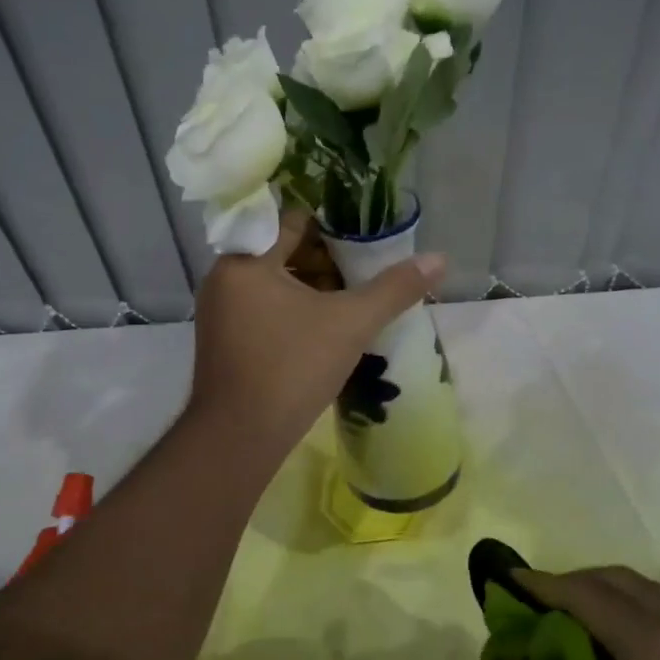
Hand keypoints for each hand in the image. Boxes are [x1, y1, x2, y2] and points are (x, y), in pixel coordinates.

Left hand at [187, 209, 444, 456]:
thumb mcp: (351, 323)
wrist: (240, 438)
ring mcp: (219, 311)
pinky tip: (324, 328)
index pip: (292, 221)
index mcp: (245, 260)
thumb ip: (395, 288)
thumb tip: (439, 258)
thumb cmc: (292, 368)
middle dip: (325, 261)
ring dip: (311, 287)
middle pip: (282, 251)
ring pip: (273, 282)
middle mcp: (224, 277)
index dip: (333, 226)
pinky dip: (292, 310)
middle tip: (365, 272)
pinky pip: (262, 308)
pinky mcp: (223, 340)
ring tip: (352, 301)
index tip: (365, 236)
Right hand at [502, 567, 659, 659]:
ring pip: (643, 594)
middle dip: (573, 583)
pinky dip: (627, 612)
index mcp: (649, 640)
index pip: (584, 593)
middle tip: (536, 604)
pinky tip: (606, 648)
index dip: (541, 585)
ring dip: (602, 594)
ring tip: (566, 620)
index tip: (507, 580)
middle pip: (617, 581)